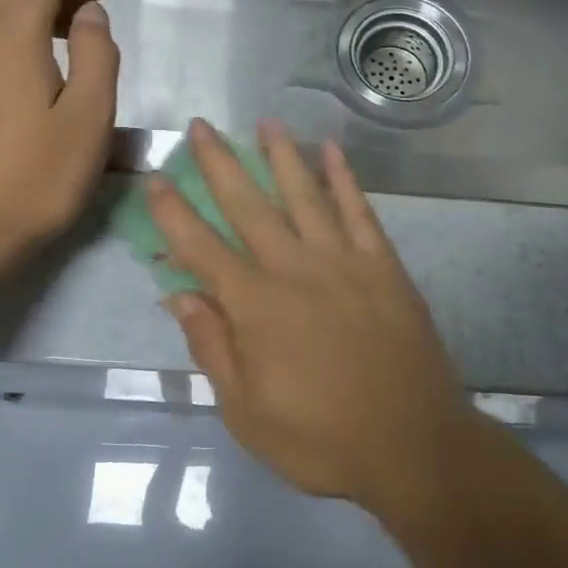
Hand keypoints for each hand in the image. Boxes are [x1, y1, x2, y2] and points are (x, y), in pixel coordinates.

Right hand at [148, 119, 476, 506]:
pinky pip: (359, 211)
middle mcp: (294, 269)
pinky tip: (333, 151)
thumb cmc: (320, 439)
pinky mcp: (383, 265)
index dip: (174, 213)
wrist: (410, 445)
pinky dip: (345, 178)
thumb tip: (177, 295)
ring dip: (282, 155)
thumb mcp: (246, 411)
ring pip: (305, 195)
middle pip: (249, 205)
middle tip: (202, 127)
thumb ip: (212, 347)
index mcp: (255, 306)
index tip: (156, 178)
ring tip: (265, 123)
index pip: (201, 248)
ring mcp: (343, 261)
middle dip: (221, 164)